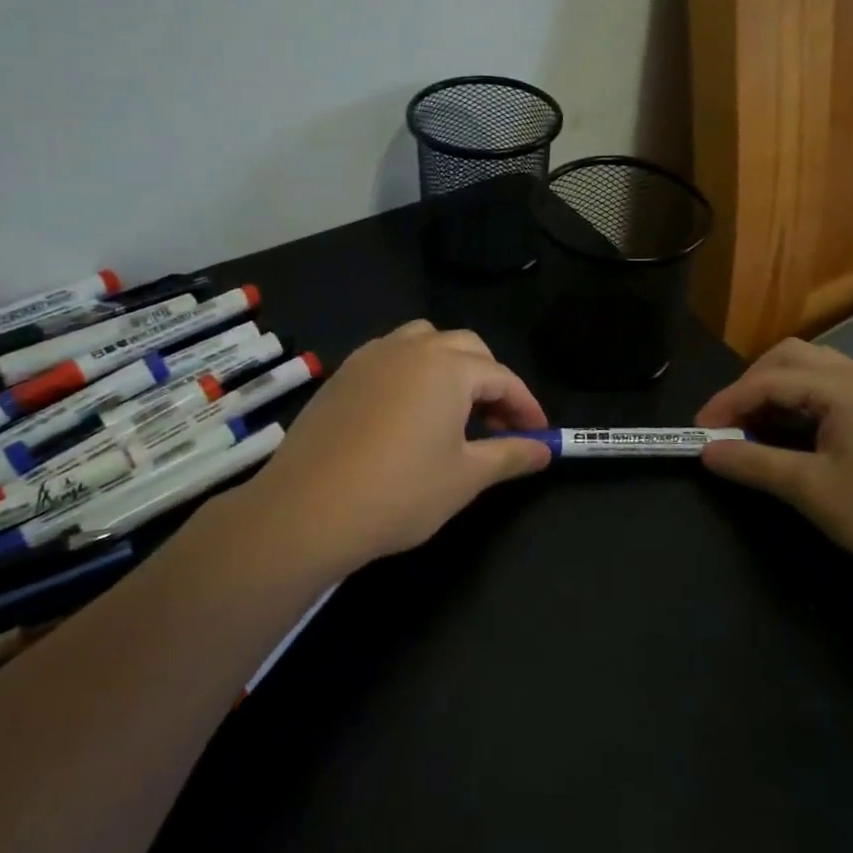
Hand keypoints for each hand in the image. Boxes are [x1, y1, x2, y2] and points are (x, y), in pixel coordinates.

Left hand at [238, 321, 552, 574]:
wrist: (307, 510)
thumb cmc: (400, 492)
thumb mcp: (466, 477)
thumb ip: (511, 455)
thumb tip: (545, 450)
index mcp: (449, 367)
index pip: (503, 377)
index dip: (526, 406)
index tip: (539, 435)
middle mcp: (412, 348)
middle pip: (467, 348)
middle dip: (491, 380)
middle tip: (498, 425)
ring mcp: (371, 356)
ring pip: (425, 342)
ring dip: (450, 367)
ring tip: (454, 410)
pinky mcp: (342, 374)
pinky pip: (390, 357)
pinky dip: (413, 372)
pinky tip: (408, 413)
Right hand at [695, 338, 852, 588]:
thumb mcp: (813, 490)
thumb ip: (755, 465)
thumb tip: (709, 453)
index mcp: (842, 386)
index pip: (768, 381)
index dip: (727, 403)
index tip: (700, 434)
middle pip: (790, 358)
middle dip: (751, 385)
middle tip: (729, 424)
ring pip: (813, 371)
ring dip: (777, 390)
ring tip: (756, 428)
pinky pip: (832, 389)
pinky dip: (801, 402)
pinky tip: (796, 435)